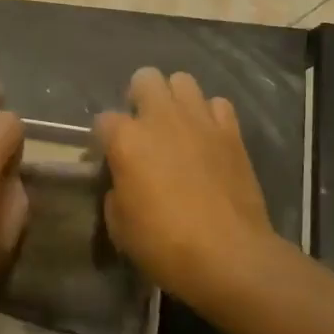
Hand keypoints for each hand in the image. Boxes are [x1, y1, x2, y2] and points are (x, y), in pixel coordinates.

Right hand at [95, 68, 277, 308]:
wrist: (230, 256)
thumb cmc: (165, 245)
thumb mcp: (120, 227)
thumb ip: (115, 192)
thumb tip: (122, 184)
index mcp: (126, 139)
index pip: (103, 120)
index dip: (102, 139)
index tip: (107, 158)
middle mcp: (161, 117)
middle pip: (144, 78)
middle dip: (139, 96)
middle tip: (142, 127)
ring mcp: (199, 120)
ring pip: (182, 80)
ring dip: (175, 98)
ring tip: (176, 124)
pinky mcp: (231, 131)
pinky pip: (218, 104)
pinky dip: (210, 115)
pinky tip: (208, 136)